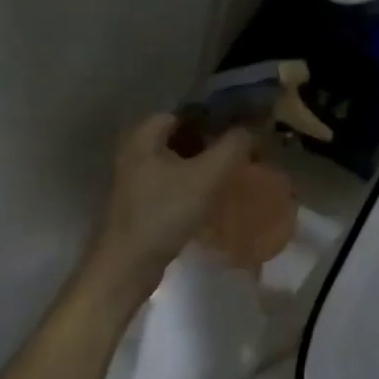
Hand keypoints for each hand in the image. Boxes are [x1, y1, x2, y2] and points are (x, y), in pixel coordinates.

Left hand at [79, 115, 251, 311]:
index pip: (186, 111)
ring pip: (178, 158)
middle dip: (211, 139)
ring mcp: (134, 176)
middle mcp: (135, 149)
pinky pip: (172, 179)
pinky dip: (192, 181)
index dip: (215, 116)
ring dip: (203, 161)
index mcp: (144, 134)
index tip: (241, 127)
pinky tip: (212, 193)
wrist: (127, 267)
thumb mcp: (207, 176)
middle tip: (240, 149)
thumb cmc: (165, 213)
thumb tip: (251, 127)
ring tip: (231, 170)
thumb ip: (233, 146)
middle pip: (182, 134)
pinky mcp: (139, 200)